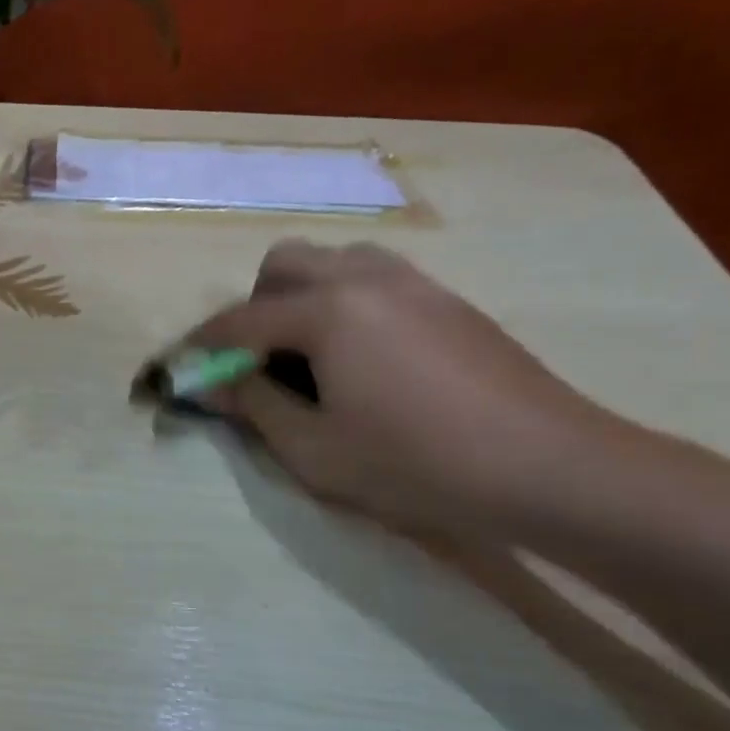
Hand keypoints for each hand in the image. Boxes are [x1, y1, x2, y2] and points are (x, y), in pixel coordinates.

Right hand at [194, 241, 611, 535]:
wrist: (550, 467)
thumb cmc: (416, 463)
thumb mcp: (314, 449)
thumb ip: (254, 406)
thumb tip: (212, 384)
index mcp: (326, 311)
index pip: (239, 321)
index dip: (202, 348)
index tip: (179, 369)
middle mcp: (364, 279)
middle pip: (284, 265)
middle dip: (254, 307)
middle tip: (257, 361)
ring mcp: (413, 283)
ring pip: (333, 262)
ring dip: (302, 297)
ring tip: (308, 354)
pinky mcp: (447, 300)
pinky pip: (374, 279)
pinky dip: (345, 303)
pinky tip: (361, 358)